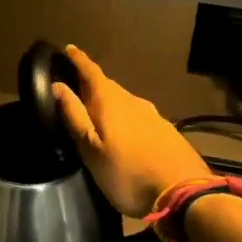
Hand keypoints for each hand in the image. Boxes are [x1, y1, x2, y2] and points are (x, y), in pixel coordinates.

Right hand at [51, 45, 209, 217]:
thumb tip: (57, 85)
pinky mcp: (166, 131)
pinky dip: (125, 115)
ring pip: (125, 101)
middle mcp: (133, 102)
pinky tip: (124, 130)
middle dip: (92, 82)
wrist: (183, 193)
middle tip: (75, 84)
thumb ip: (75, 117)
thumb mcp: (92, 150)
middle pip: (109, 86)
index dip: (79, 60)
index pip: (92, 72)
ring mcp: (153, 116)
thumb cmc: (127, 174)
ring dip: (109, 100)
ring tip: (96, 109)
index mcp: (111, 103)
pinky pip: (138, 115)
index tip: (68, 48)